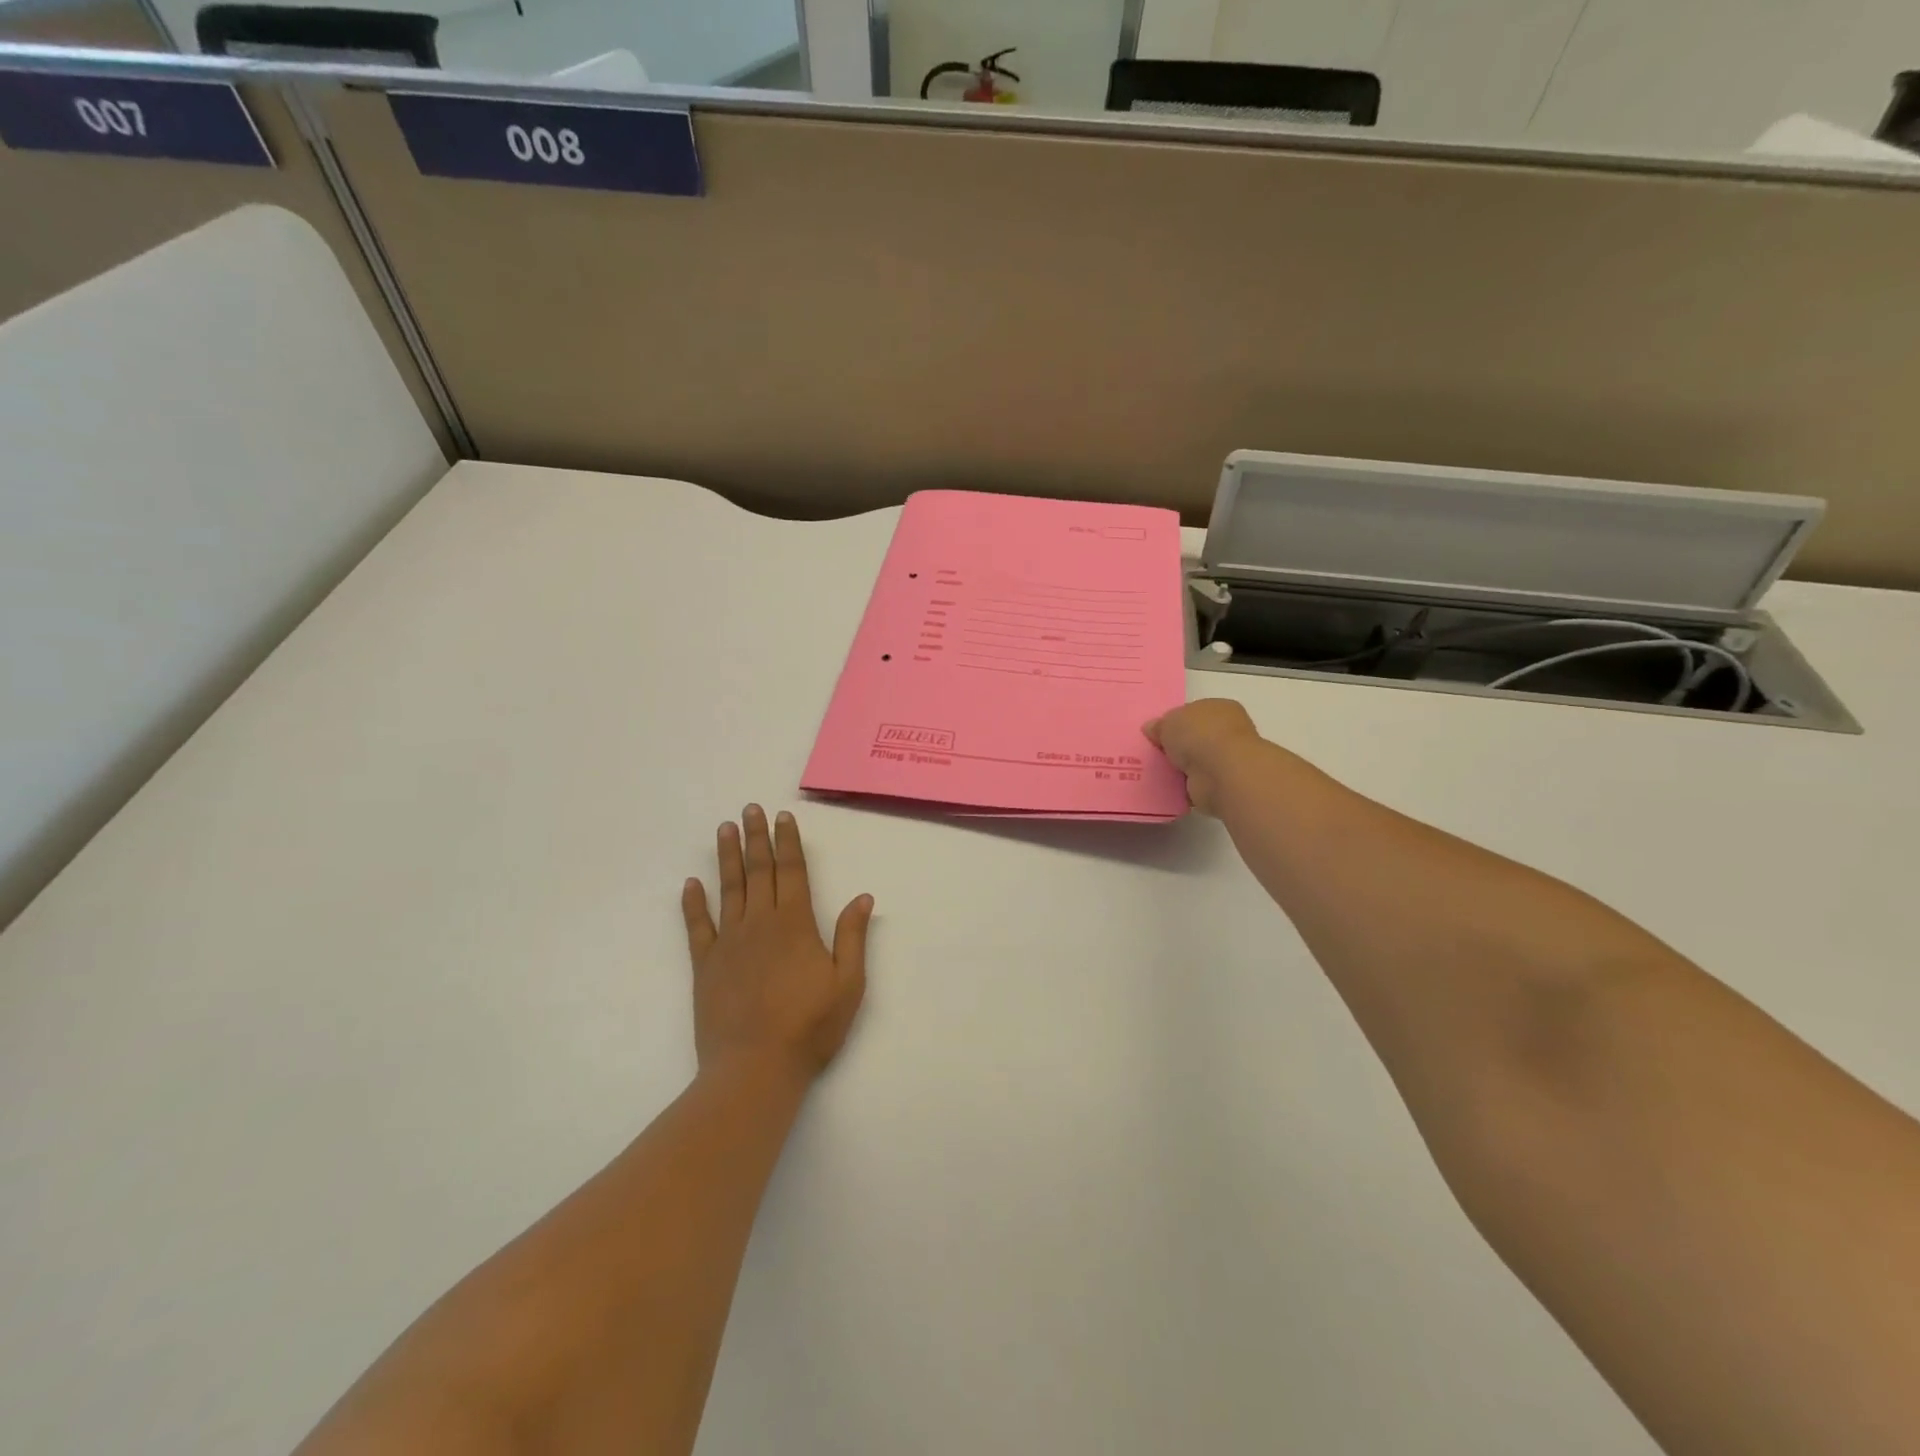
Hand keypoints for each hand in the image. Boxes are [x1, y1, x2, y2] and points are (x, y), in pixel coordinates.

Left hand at [681, 805, 872, 1084]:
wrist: (754, 1069)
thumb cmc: (809, 1027)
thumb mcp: (848, 984)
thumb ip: (853, 937)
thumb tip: (863, 897)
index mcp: (795, 924)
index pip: (791, 872)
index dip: (787, 842)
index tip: (782, 817)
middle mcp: (760, 923)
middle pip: (758, 871)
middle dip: (755, 838)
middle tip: (749, 809)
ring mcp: (729, 943)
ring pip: (728, 889)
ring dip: (726, 858)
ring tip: (723, 829)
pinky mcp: (705, 965)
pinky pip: (698, 926)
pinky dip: (693, 903)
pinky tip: (690, 884)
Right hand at [1143, 699, 1269, 816]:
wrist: (1221, 772)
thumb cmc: (1199, 735)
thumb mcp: (1169, 721)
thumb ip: (1159, 725)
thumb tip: (1151, 728)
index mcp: (1219, 708)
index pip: (1194, 712)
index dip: (1175, 721)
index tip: (1157, 733)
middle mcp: (1227, 732)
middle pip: (1194, 737)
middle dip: (1176, 746)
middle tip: (1153, 752)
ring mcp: (1225, 759)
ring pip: (1195, 761)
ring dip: (1179, 767)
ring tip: (1154, 770)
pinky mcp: (1221, 784)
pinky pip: (1195, 782)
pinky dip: (1183, 785)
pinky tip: (1166, 786)